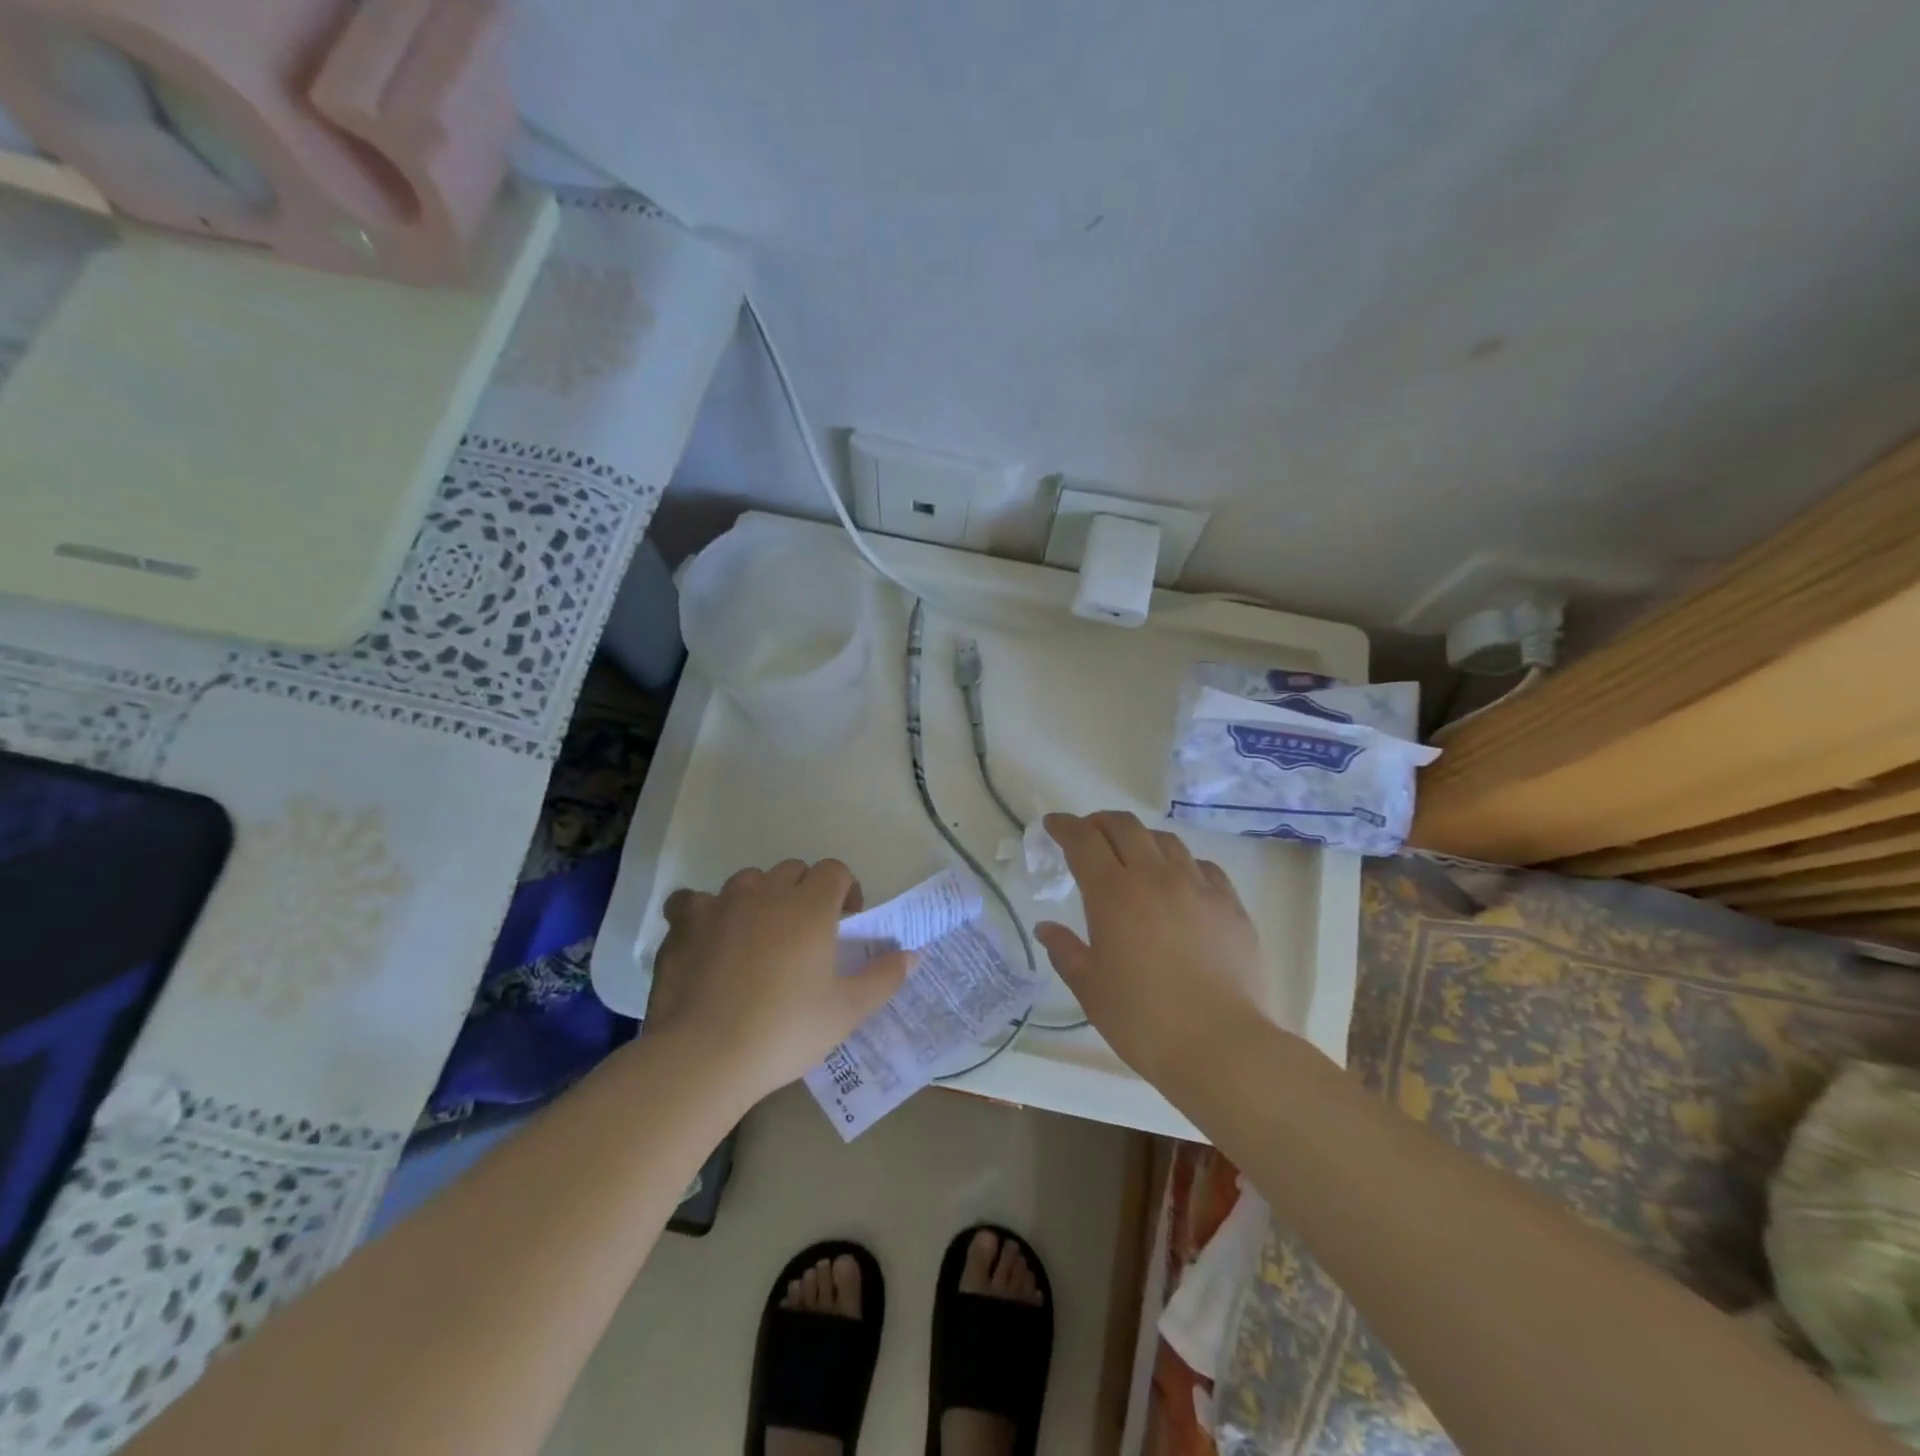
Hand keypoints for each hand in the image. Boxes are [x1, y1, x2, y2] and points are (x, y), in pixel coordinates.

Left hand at [646, 860, 912, 1103]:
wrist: (704, 1056)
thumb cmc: (785, 1031)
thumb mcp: (846, 1011)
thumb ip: (883, 978)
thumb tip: (911, 955)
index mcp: (810, 907)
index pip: (834, 871)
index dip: (845, 889)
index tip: (845, 921)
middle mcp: (766, 892)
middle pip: (792, 870)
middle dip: (805, 891)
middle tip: (806, 932)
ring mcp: (721, 904)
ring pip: (748, 881)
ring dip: (760, 897)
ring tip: (759, 934)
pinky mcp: (684, 924)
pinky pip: (693, 900)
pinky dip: (705, 911)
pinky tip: (708, 937)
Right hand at [1035, 811, 1265, 1086]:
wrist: (1222, 1046)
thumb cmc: (1144, 1021)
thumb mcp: (1091, 989)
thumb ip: (1065, 951)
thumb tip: (1046, 928)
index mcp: (1114, 894)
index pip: (1084, 842)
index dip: (1065, 827)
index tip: (1053, 825)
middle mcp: (1155, 877)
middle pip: (1125, 827)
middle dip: (1100, 823)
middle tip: (1088, 835)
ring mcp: (1198, 887)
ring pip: (1165, 840)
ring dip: (1140, 839)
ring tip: (1133, 856)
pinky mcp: (1231, 905)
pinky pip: (1202, 866)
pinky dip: (1181, 863)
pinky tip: (1179, 883)